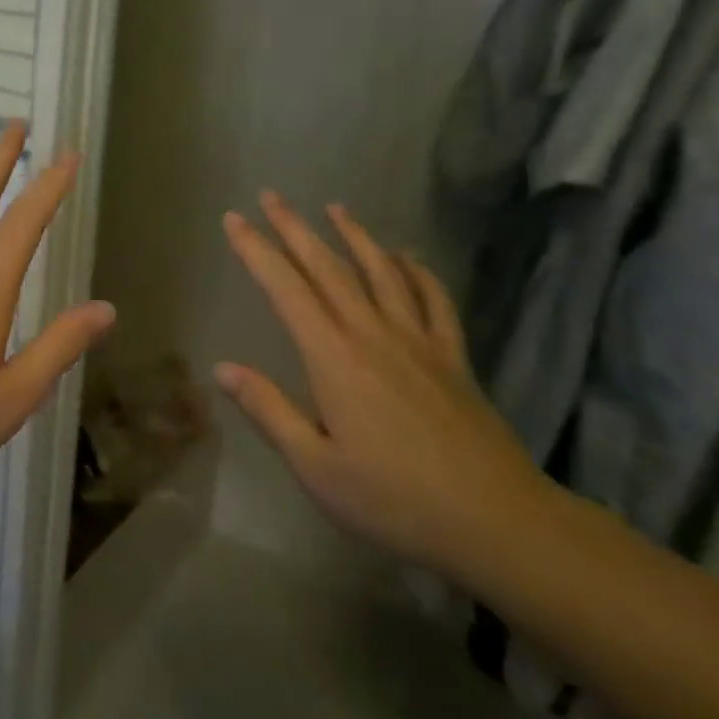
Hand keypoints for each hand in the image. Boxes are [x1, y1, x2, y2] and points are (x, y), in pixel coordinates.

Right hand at [216, 193, 546, 573]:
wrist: (496, 522)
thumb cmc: (394, 500)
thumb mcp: (315, 467)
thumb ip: (269, 411)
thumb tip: (222, 368)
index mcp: (333, 358)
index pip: (285, 289)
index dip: (256, 250)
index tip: (234, 219)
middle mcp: (372, 334)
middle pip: (328, 267)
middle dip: (295, 228)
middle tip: (271, 196)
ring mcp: (418, 341)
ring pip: (381, 272)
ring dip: (355, 235)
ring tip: (335, 208)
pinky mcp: (453, 357)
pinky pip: (434, 300)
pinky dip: (418, 271)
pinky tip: (408, 257)